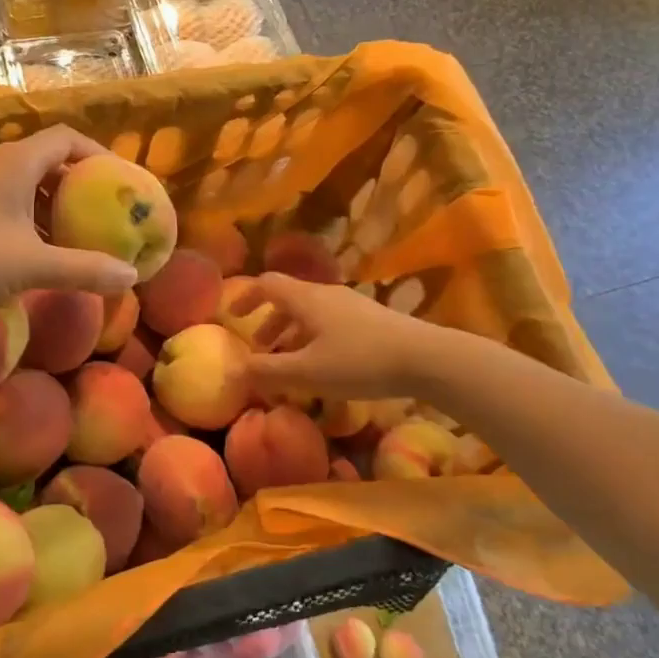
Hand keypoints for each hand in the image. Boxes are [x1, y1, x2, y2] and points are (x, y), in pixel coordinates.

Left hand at [0, 126, 138, 313]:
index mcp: (16, 162)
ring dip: (49, 202)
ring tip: (70, 232)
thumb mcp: (34, 267)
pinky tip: (32, 248)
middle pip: (46, 159)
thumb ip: (85, 269)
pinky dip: (26, 215)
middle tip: (99, 210)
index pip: (66, 138)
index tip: (118, 182)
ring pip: (22, 181)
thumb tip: (131, 276)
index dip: (97, 155)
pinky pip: (3, 198)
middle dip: (76, 184)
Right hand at [233, 273, 443, 399]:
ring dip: (293, 332)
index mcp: (306, 299)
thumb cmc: (358, 362)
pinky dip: (315, 337)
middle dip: (270, 322)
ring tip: (291, 362)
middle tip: (262, 349)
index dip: (246, 297)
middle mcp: (326, 294)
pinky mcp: (371, 320)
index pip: (267, 284)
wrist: (424, 358)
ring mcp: (351, 305)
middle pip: (289, 298)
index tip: (233, 316)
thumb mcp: (306, 372)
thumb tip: (235, 369)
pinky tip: (325, 365)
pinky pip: (331, 322)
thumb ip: (268, 371)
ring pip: (311, 312)